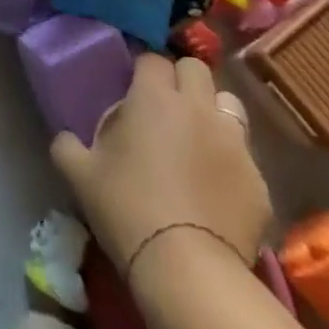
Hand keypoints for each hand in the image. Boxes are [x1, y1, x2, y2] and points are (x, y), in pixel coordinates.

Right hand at [51, 55, 269, 272]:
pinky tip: (214, 186)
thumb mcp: (78, 173)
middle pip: (196, 69)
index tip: (131, 90)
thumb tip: (68, 138)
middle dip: (181, 79)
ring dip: (212, 112)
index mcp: (154, 97)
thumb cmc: (126, 207)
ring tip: (196, 138)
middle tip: (164, 107)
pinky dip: (229, 161)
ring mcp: (236, 145)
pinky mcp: (261, 183)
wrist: (188, 269)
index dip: (142, 71)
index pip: (152, 59)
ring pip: (229, 105)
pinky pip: (245, 156)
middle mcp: (198, 108)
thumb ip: (68, 144)